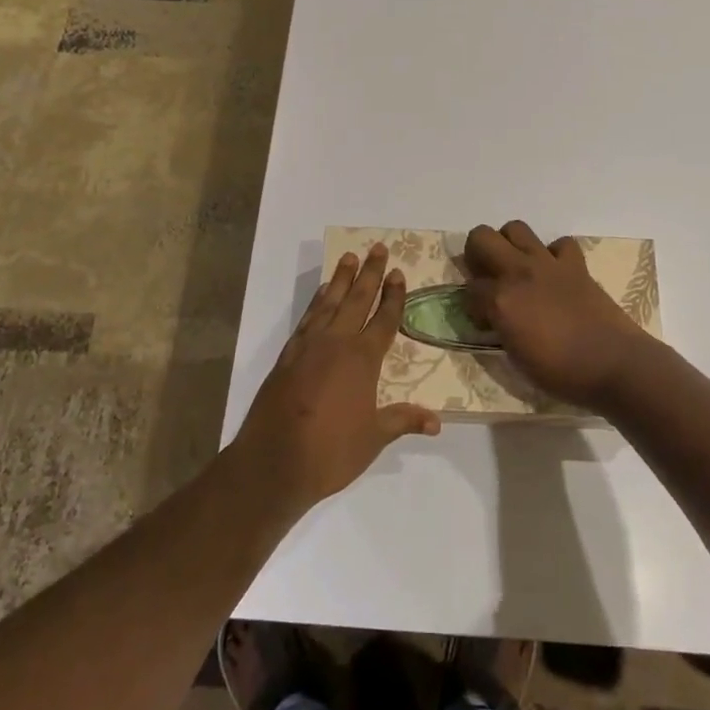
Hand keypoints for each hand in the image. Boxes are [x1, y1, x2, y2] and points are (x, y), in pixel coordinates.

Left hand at [230, 245, 440, 512]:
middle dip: (369, 273)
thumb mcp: (374, 439)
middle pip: (357, 299)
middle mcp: (336, 343)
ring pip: (329, 303)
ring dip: (340, 279)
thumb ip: (403, 420)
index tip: (398, 272)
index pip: (384, 319)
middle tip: (377, 247)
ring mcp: (308, 347)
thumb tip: (437, 421)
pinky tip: (321, 295)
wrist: (272, 462)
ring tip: (348, 257)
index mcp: (362, 359)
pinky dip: (316, 302)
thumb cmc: (330, 452)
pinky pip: (307, 318)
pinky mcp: (287, 356)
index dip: (393, 296)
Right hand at [464, 221, 659, 410]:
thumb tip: (494, 316)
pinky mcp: (575, 265)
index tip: (483, 318)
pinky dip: (554, 255)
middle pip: (481, 237)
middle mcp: (519, 272)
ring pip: (516, 228)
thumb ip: (500, 327)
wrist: (614, 364)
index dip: (472, 304)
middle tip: (487, 277)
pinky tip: (554, 273)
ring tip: (517, 268)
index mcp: (500, 300)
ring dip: (510, 244)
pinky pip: (560, 244)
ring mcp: (548, 264)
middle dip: (477, 254)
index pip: (470, 288)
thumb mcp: (516, 357)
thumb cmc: (561, 372)